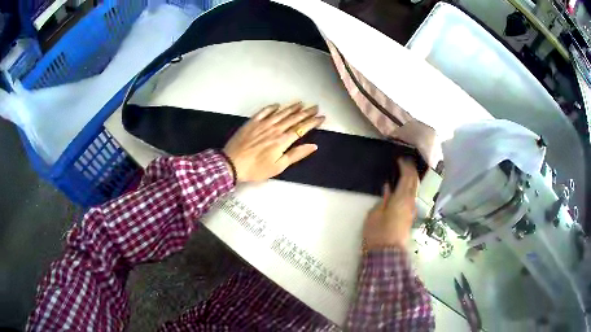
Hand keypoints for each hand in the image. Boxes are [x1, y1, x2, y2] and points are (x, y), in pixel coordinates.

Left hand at [223, 102, 324, 181]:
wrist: (232, 164)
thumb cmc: (256, 169)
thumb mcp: (279, 166)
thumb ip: (296, 154)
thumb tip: (313, 146)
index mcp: (283, 140)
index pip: (302, 128)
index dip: (313, 122)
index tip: (321, 117)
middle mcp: (275, 129)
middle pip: (294, 118)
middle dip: (306, 112)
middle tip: (315, 107)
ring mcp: (263, 124)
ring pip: (281, 113)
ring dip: (292, 107)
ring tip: (301, 103)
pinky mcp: (252, 122)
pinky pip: (264, 111)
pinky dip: (272, 107)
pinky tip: (277, 105)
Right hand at [363, 158, 418, 249]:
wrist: (387, 255)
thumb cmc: (378, 233)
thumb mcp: (374, 214)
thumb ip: (383, 200)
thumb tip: (388, 189)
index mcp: (402, 198)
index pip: (408, 177)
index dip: (405, 166)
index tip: (400, 159)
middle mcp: (410, 202)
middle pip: (415, 182)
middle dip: (411, 171)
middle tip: (404, 163)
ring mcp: (412, 211)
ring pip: (414, 190)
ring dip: (411, 180)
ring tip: (403, 174)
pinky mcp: (410, 218)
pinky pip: (411, 198)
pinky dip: (409, 189)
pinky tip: (402, 190)